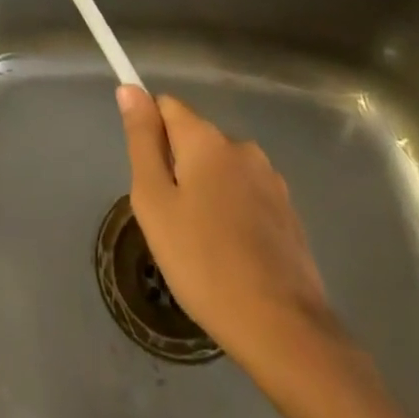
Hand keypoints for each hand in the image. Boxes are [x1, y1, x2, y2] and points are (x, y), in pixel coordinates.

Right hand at [117, 87, 348, 397]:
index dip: (149, 132)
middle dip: (177, 166)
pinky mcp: (289, 213)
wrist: (282, 329)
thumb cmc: (203, 261)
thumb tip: (130, 89)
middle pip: (194, 139)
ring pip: (221, 170)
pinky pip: (246, 195)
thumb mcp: (154, 201)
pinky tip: (230, 254)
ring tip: (200, 242)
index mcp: (206, 139)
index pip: (166, 106)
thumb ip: (142, 140)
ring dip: (205, 190)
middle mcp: (242, 147)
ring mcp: (271, 180)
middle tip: (168, 219)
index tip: (146, 174)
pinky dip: (232, 212)